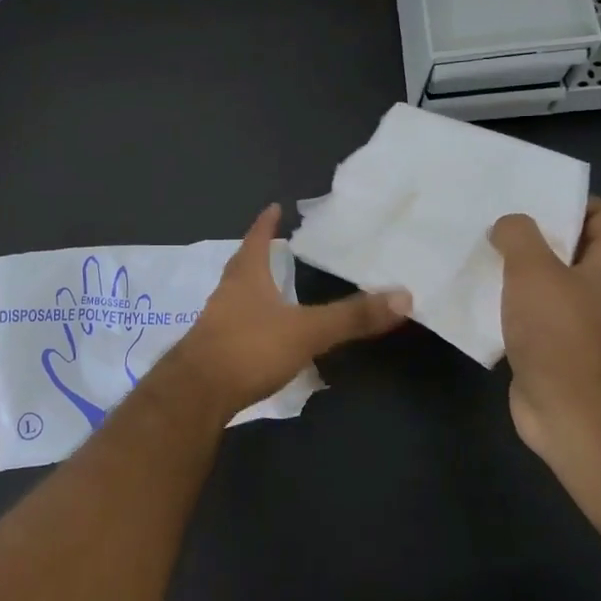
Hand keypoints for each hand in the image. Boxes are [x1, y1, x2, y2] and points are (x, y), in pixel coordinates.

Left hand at [164, 204, 410, 423]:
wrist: (196, 393)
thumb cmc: (249, 348)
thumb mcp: (307, 331)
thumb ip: (351, 316)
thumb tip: (403, 296)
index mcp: (246, 277)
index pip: (256, 240)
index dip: (265, 223)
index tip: (273, 207)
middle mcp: (226, 294)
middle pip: (242, 266)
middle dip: (259, 255)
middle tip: (277, 246)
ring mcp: (216, 323)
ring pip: (237, 297)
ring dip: (255, 290)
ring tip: (275, 289)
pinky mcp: (213, 352)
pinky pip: (236, 328)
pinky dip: (253, 324)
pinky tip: (266, 337)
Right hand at [490, 197, 600, 447]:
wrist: (566, 407)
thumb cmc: (558, 331)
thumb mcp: (534, 269)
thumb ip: (519, 235)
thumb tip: (508, 225)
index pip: (600, 214)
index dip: (568, 199)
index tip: (526, 193)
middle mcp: (599, 288)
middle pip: (568, 246)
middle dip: (532, 231)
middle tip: (491, 217)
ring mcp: (576, 319)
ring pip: (544, 279)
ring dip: (514, 265)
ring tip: (476, 249)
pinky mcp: (551, 343)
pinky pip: (527, 309)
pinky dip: (506, 298)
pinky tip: (475, 291)